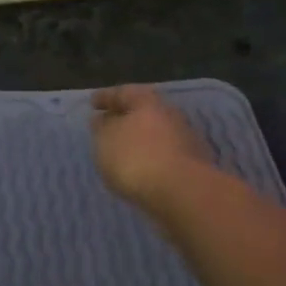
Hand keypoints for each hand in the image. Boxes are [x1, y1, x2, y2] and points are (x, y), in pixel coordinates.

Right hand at [91, 85, 211, 210]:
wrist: (182, 192)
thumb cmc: (135, 158)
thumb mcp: (105, 140)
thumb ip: (101, 127)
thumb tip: (103, 120)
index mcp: (147, 101)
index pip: (123, 93)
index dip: (106, 97)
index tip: (92, 104)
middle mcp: (169, 114)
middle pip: (143, 111)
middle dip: (125, 117)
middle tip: (108, 125)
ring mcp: (185, 139)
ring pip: (156, 133)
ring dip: (139, 139)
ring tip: (121, 151)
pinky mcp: (192, 164)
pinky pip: (164, 154)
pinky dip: (150, 157)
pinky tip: (140, 168)